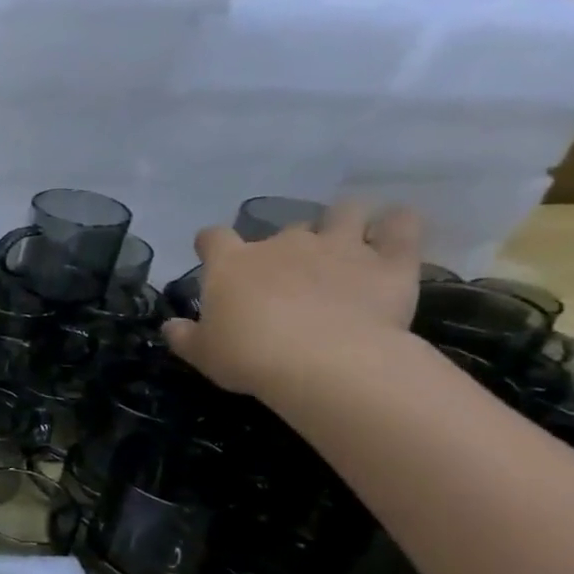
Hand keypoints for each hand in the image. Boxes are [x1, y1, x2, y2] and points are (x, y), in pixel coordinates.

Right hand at [163, 200, 422, 397]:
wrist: (325, 362)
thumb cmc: (249, 356)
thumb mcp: (202, 353)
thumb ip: (184, 335)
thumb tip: (171, 326)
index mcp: (232, 263)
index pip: (213, 237)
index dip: (211, 245)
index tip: (212, 257)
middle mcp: (284, 243)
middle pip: (284, 227)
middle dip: (287, 244)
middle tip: (289, 271)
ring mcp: (340, 246)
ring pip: (345, 212)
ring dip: (343, 220)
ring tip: (346, 239)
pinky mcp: (389, 261)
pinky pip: (402, 226)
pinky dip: (399, 224)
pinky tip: (395, 230)